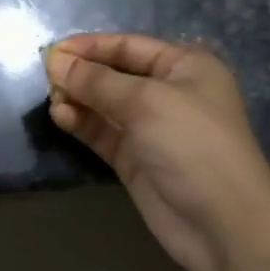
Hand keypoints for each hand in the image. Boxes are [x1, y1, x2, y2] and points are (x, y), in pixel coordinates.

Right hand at [44, 34, 269, 270]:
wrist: (224, 224)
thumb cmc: (193, 145)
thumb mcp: (146, 102)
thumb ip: (97, 81)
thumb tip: (56, 62)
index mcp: (184, 67)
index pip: (128, 46)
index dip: (91, 46)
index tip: (53, 52)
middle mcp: (168, 92)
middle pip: (114, 74)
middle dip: (81, 73)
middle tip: (45, 77)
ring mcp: (151, 128)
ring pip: (104, 104)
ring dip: (77, 99)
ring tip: (52, 99)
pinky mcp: (135, 159)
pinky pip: (102, 132)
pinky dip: (82, 123)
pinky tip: (61, 117)